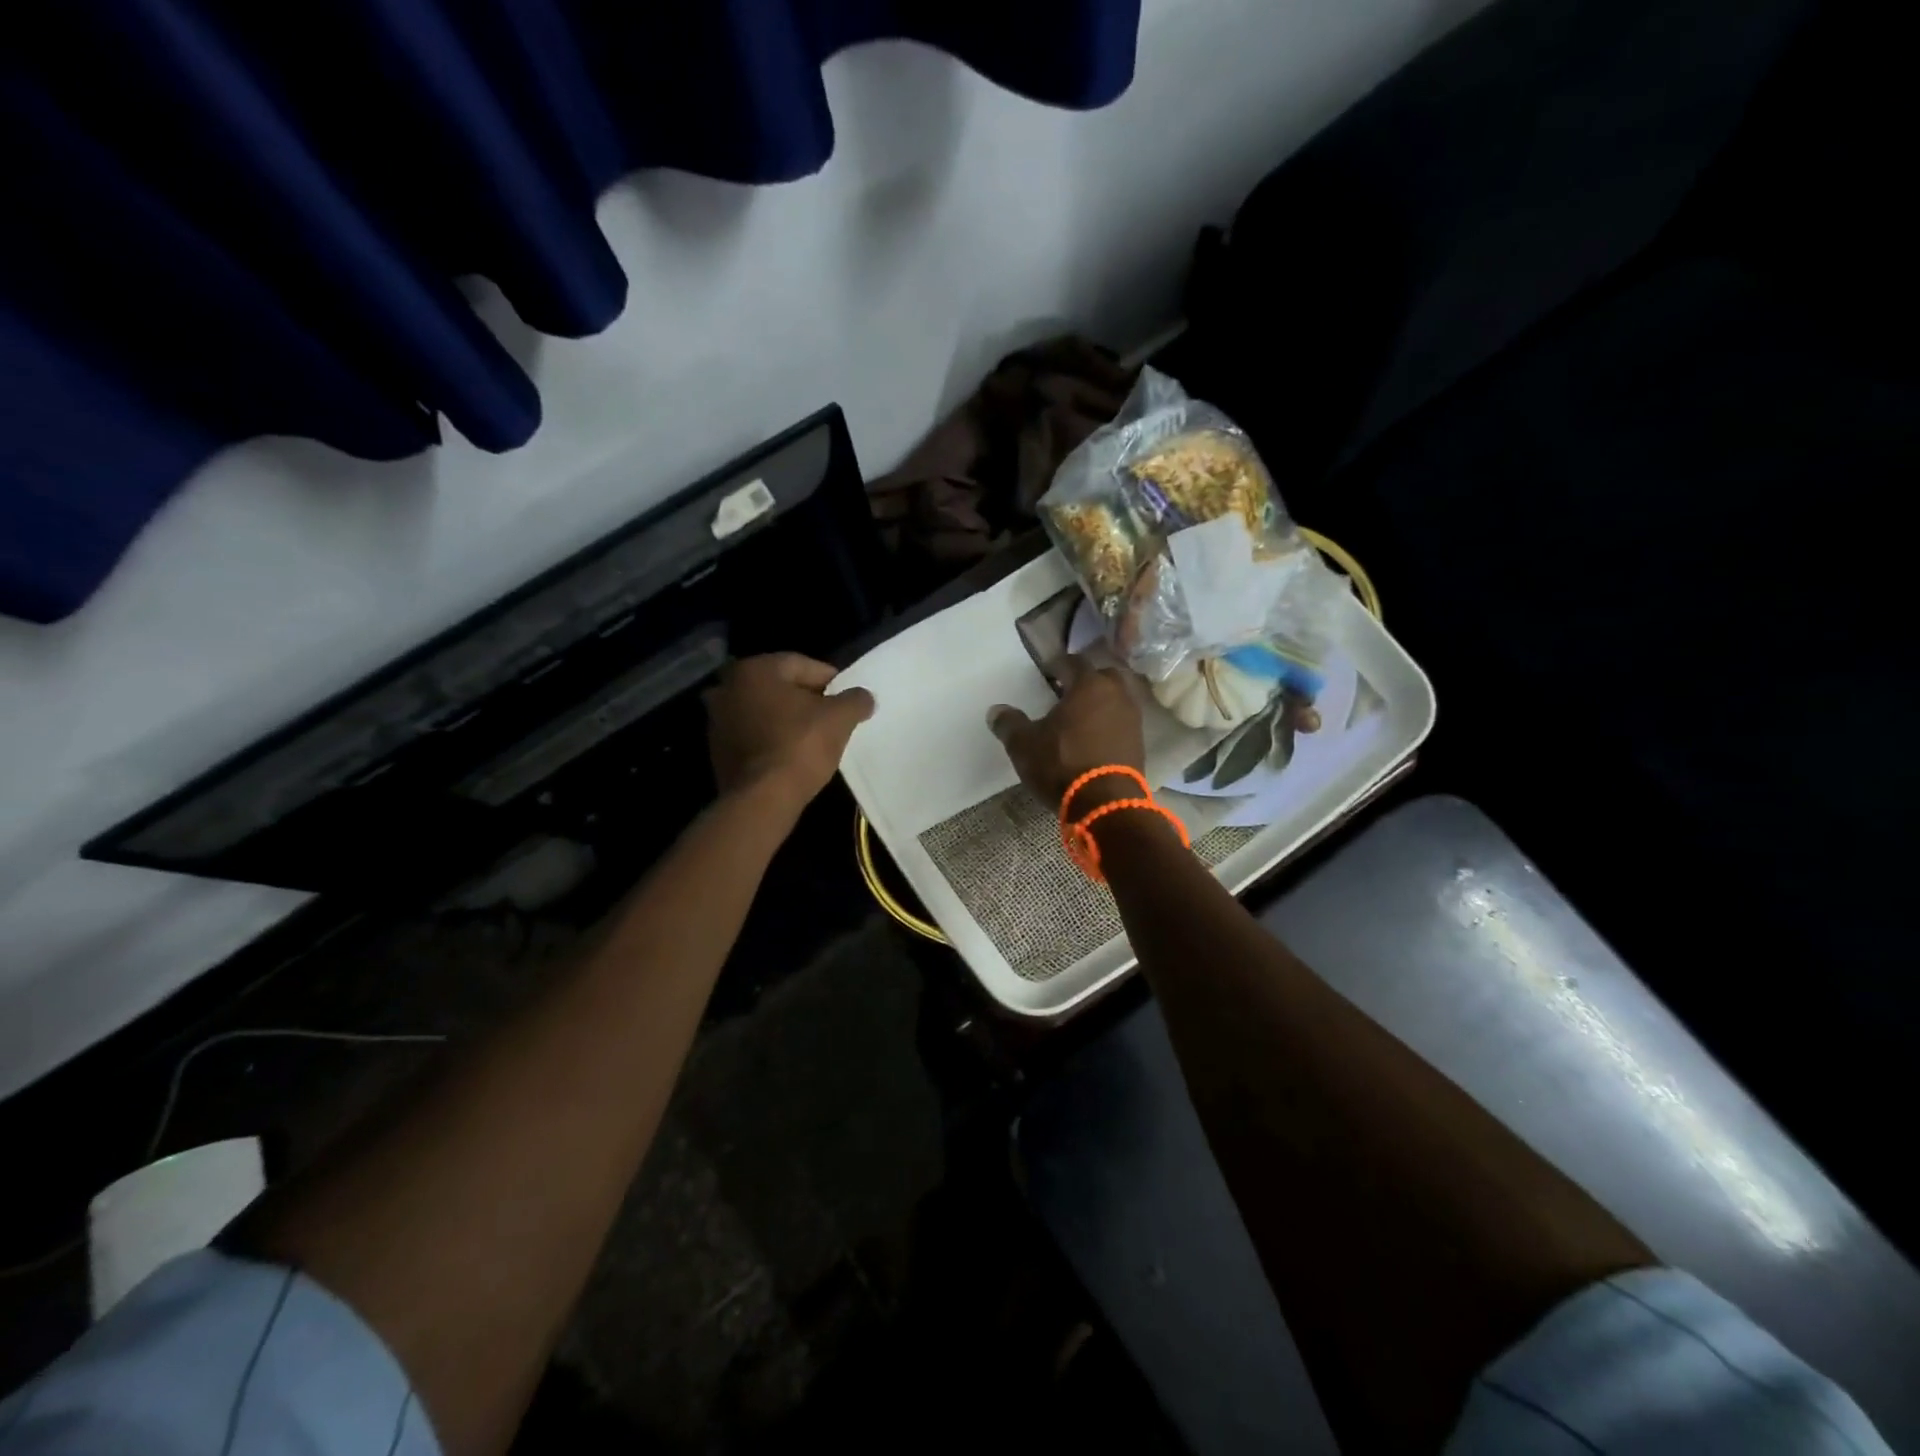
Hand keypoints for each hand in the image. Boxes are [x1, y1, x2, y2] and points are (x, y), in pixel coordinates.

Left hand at [705, 653, 874, 810]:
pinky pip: (753, 734)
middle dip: (806, 698)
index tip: (847, 697)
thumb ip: (855, 700)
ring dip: (787, 718)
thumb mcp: (840, 718)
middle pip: (779, 687)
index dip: (830, 680)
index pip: (801, 665)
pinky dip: (771, 737)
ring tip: (814, 736)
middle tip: (832, 715)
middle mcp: (728, 687)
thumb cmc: (800, 746)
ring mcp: (717, 720)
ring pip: (764, 710)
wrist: (762, 798)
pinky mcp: (716, 749)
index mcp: (754, 670)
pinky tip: (791, 753)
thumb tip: (864, 697)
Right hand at [988, 656, 1144, 809]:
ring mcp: (1132, 719)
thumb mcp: (1024, 745)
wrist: (1105, 803)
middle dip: (1085, 680)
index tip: (1045, 673)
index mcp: (1089, 685)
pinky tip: (1093, 738)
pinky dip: (1109, 724)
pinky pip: (1122, 722)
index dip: (1057, 665)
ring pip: (1116, 699)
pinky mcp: (1139, 743)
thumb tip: (996, 711)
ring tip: (1079, 718)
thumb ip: (1010, 723)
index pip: (1073, 662)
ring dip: (1099, 704)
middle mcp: (1116, 694)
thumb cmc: (1062, 764)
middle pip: (1102, 676)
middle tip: (1066, 693)